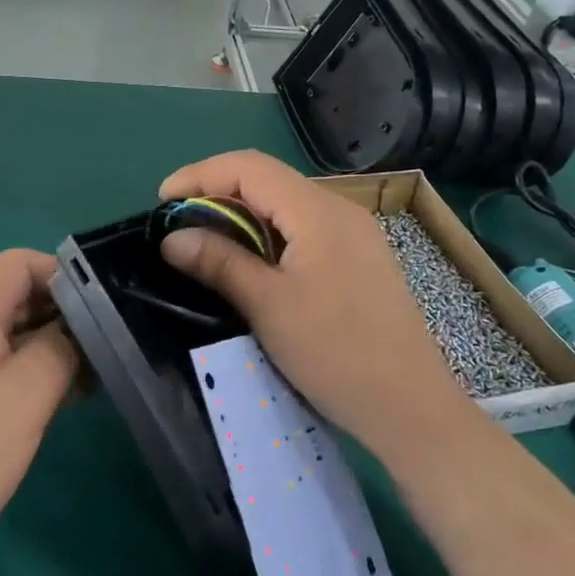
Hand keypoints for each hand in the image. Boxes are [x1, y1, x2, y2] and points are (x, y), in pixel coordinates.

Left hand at [0, 249, 78, 575]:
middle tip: (112, 340)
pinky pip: (7, 365)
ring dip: (57, 345)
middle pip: (19, 295)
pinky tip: (74, 395)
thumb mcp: (27, 392)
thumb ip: (62, 345)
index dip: (62, 274)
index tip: (103, 305)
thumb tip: (84, 324)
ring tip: (102, 371)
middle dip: (66, 312)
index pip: (19, 263)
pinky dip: (40, 371)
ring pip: (17, 333)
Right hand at [159, 151, 466, 458]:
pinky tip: (251, 262)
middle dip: (217, 192)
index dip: (200, 174)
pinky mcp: (358, 258)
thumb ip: (220, 263)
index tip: (163, 201)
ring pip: (285, 204)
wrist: (412, 408)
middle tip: (179, 224)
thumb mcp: (269, 306)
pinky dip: (267, 234)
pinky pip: (303, 228)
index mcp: (319, 211)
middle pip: (268, 180)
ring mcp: (354, 234)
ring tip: (206, 242)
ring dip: (241, 215)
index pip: (249, 167)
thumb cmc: (336, 353)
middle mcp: (340, 210)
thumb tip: (171, 237)